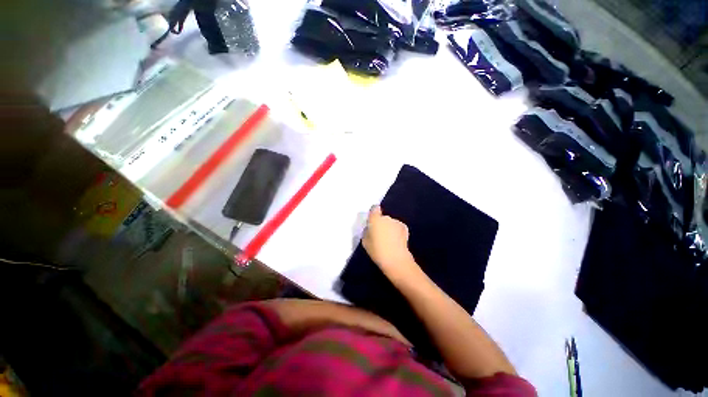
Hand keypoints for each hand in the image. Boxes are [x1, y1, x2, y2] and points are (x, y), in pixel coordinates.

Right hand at [362, 206, 417, 281]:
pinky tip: (396, 242)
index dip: (373, 213)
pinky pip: (397, 227)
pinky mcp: (405, 228)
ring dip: (389, 228)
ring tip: (389, 240)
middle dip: (381, 224)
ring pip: (390, 223)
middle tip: (379, 236)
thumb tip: (369, 229)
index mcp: (375, 219)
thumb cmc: (377, 251)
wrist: (396, 259)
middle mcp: (386, 218)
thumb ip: (367, 232)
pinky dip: (397, 232)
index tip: (372, 221)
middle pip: (382, 218)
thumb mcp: (365, 242)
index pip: (374, 209)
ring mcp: (397, 222)